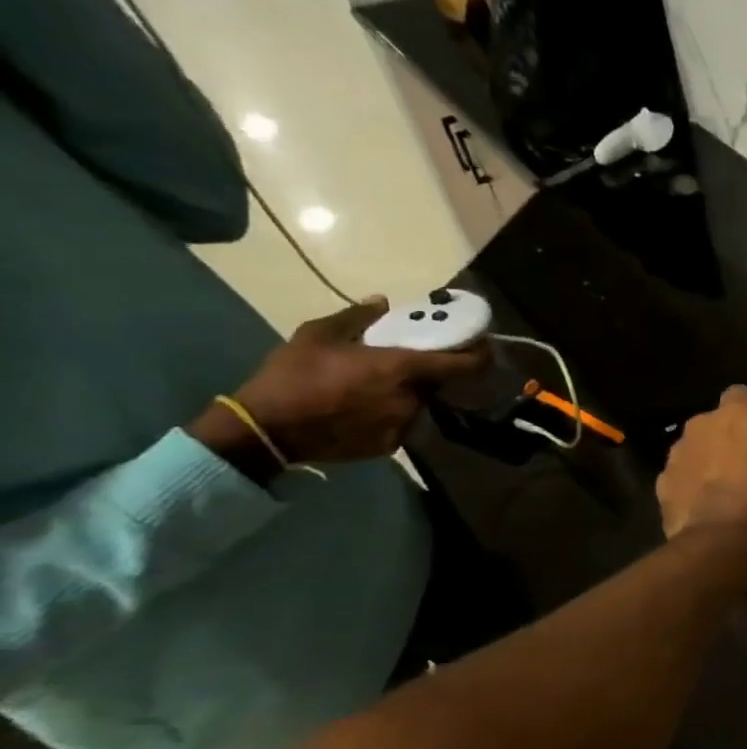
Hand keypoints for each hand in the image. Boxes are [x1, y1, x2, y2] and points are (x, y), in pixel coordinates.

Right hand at [192, 300, 488, 473]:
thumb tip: (382, 302)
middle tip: (406, 364)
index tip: (481, 346)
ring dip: (407, 394)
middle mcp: (413, 398)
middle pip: (437, 383)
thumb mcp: (317, 335)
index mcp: (403, 369)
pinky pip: (400, 424)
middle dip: (428, 373)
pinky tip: (363, 410)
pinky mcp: (390, 446)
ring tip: (374, 388)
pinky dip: (390, 415)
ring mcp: (403, 425)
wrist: (264, 430)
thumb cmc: (292, 376)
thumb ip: (357, 317)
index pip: (463, 364)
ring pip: (418, 404)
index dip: (478, 355)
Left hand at [657, 386, 746, 548]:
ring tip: (721, 493)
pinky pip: (680, 479)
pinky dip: (689, 489)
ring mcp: (676, 455)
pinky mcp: (661, 485)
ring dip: (705, 463)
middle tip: (742, 466)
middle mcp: (700, 425)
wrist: (722, 542)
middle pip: (712, 424)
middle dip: (723, 439)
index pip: (740, 395)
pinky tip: (705, 510)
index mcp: (737, 414)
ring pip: (693, 451)